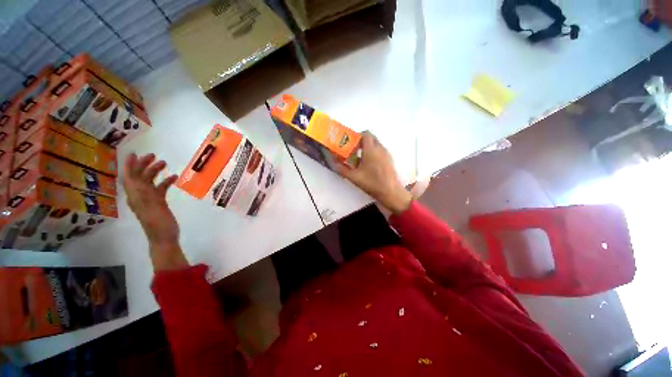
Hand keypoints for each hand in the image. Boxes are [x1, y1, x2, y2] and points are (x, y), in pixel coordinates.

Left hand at [123, 153, 186, 270]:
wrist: (164, 238)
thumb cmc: (158, 225)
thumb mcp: (150, 209)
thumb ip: (143, 194)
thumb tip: (137, 180)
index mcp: (136, 197)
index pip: (129, 177)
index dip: (129, 165)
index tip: (133, 153)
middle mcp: (140, 196)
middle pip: (138, 177)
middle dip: (143, 165)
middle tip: (153, 156)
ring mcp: (150, 199)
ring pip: (149, 181)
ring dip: (155, 171)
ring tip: (164, 163)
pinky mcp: (159, 203)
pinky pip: (160, 189)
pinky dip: (165, 182)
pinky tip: (174, 178)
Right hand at [338, 132, 411, 214]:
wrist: (390, 192)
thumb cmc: (371, 183)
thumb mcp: (354, 177)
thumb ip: (342, 168)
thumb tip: (334, 162)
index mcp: (371, 150)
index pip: (366, 134)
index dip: (357, 136)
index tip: (351, 144)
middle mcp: (380, 148)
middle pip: (371, 138)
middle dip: (361, 141)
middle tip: (353, 150)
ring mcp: (386, 154)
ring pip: (376, 144)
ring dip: (367, 148)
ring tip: (360, 159)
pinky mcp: (390, 160)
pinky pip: (380, 151)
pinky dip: (373, 153)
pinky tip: (369, 165)